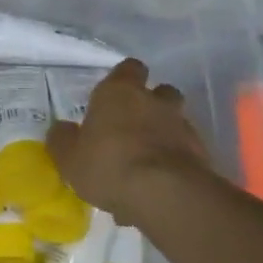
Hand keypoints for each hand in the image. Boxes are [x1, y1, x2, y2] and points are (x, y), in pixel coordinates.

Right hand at [46, 60, 211, 225]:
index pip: (129, 68)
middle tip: (132, 127)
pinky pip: (185, 150)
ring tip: (147, 158)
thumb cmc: (108, 165)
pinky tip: (160, 183)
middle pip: (159, 91)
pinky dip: (175, 160)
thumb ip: (63, 140)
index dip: (124, 79)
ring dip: (165, 132)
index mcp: (120, 92)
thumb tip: (62, 129)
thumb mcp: (69, 158)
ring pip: (175, 120)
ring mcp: (181, 125)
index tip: (115, 95)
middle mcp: (154, 100)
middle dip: (150, 104)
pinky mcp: (201, 152)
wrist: (165, 193)